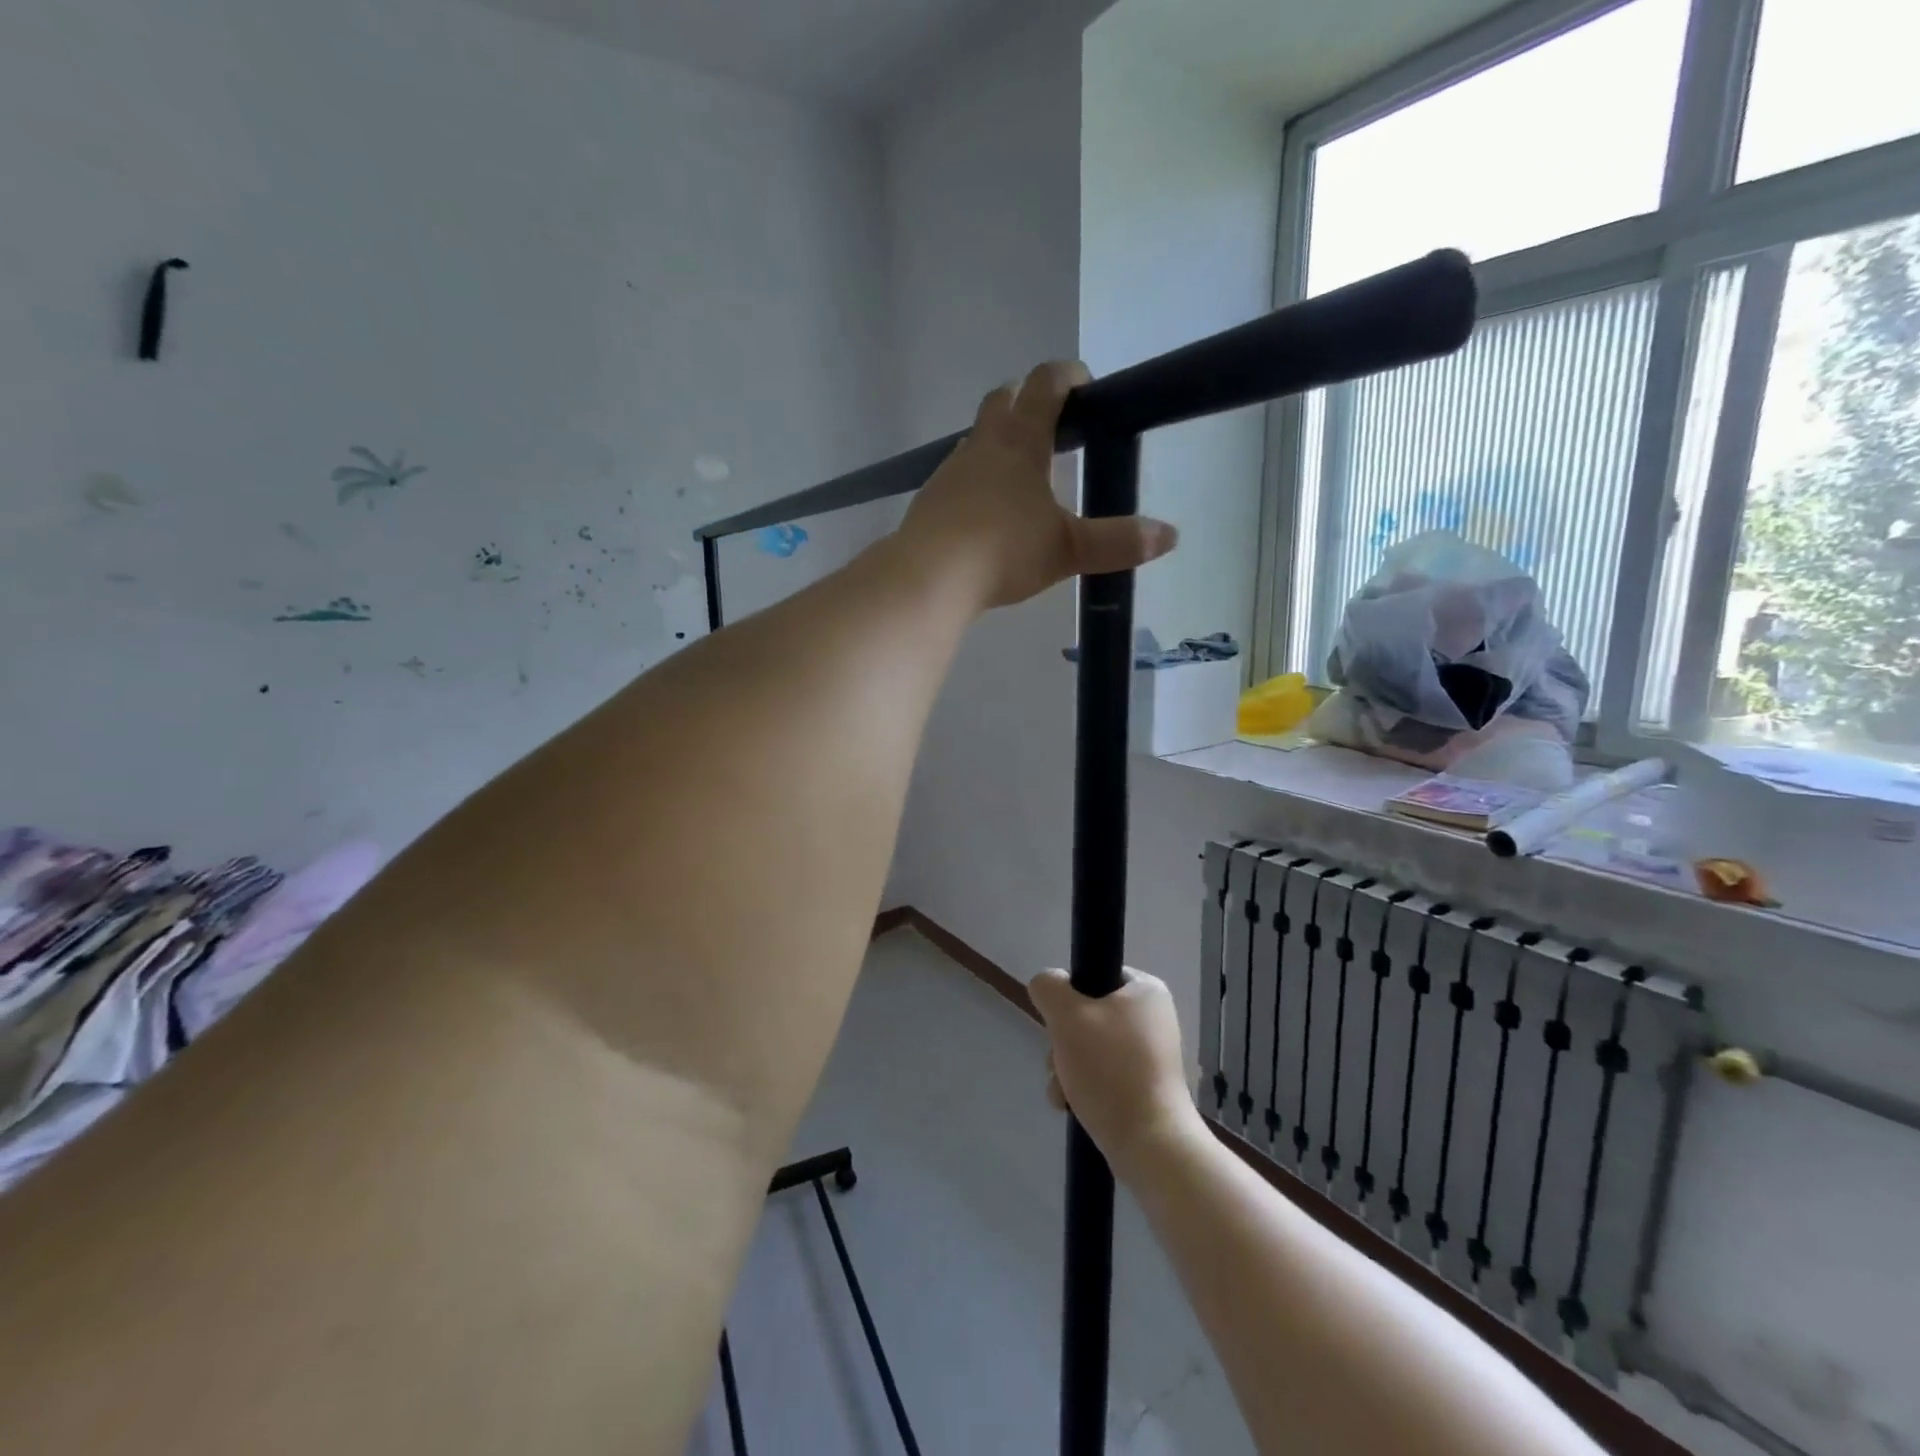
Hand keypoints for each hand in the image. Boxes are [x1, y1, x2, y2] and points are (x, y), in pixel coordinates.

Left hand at [899, 360, 1176, 610]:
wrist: (929, 578)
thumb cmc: (1003, 551)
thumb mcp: (1067, 549)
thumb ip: (1116, 542)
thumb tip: (1169, 536)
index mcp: (1020, 442)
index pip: (1043, 385)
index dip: (1066, 375)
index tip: (1083, 382)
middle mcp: (981, 446)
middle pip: (1002, 401)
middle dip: (1026, 401)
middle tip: (1051, 425)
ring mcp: (949, 472)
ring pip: (976, 440)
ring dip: (998, 444)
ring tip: (1022, 476)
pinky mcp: (929, 501)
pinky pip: (957, 477)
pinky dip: (976, 481)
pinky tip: (985, 513)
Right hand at [1030, 966, 1203, 1182]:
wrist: (1150, 1144)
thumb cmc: (1111, 1070)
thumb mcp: (1067, 1016)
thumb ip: (1049, 988)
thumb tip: (1047, 986)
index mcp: (1145, 990)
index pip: (1095, 974)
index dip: (1070, 996)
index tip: (1061, 1022)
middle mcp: (1152, 1018)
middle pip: (1087, 1015)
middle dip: (1063, 1041)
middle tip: (1059, 1060)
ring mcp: (1149, 1056)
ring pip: (1089, 1048)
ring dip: (1066, 1067)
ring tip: (1063, 1091)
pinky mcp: (1144, 1088)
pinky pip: (1102, 1076)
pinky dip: (1082, 1088)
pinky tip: (1071, 1106)